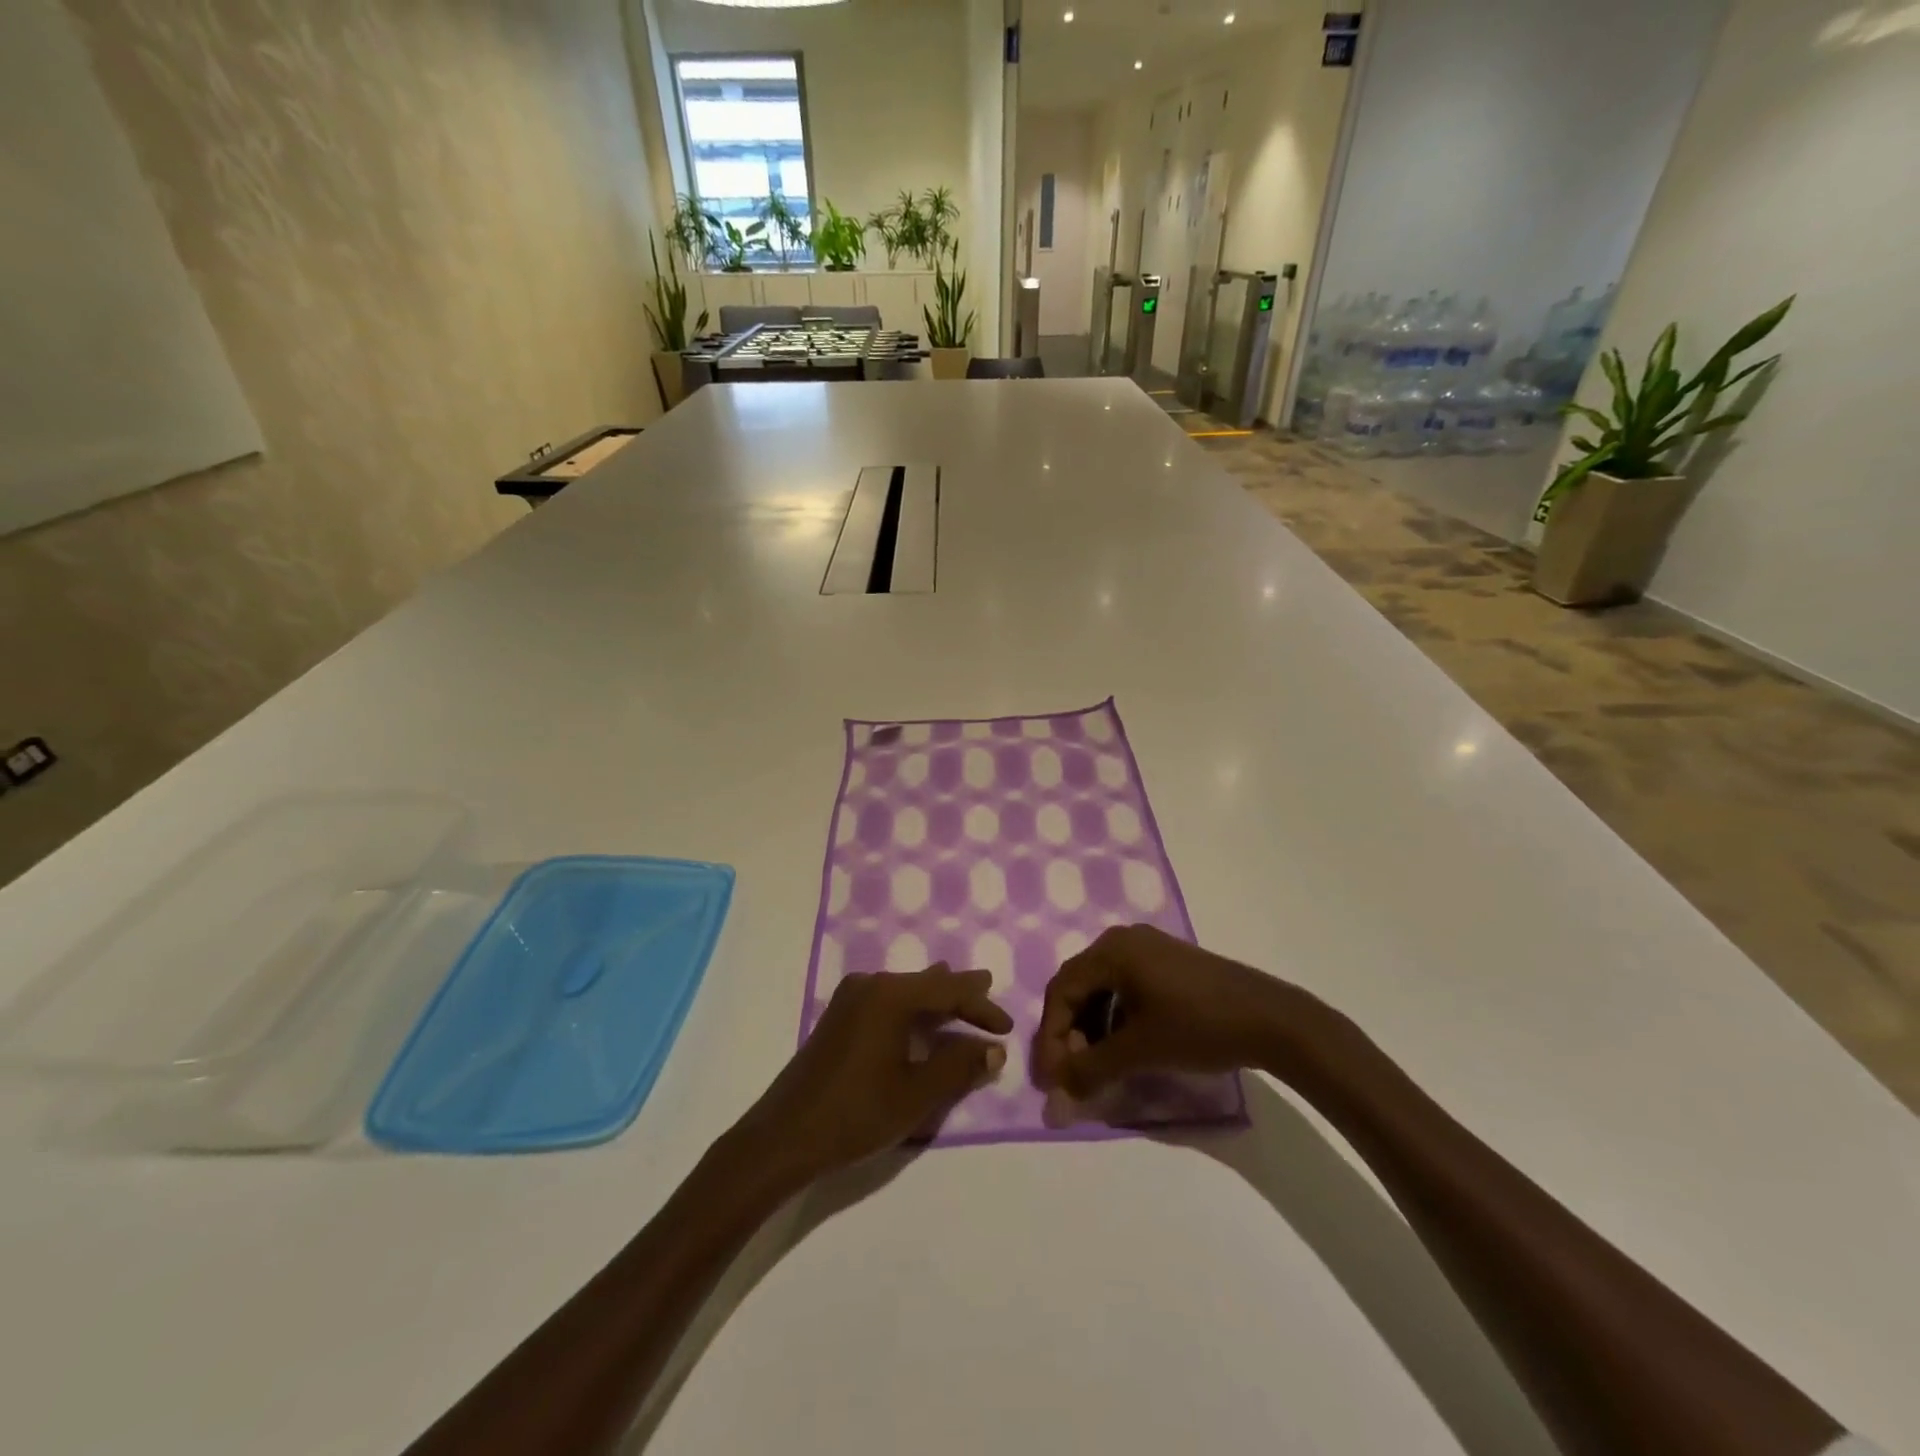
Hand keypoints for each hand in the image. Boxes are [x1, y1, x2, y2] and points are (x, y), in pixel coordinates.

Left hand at [731, 965, 1011, 1188]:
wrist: (784, 1136)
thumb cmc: (856, 1113)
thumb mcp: (917, 1094)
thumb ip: (959, 1066)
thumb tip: (993, 1048)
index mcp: (890, 995)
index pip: (949, 990)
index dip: (981, 1006)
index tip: (1007, 1027)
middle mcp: (870, 985)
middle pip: (926, 983)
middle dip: (959, 992)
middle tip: (988, 988)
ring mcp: (849, 999)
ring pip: (905, 990)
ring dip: (935, 999)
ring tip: (961, 996)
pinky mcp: (838, 1017)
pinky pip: (886, 1000)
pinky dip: (912, 1008)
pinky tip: (919, 1016)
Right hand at [1035, 925, 1319, 1097]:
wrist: (1271, 1019)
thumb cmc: (1198, 1026)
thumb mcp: (1139, 1051)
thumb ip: (1091, 1070)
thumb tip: (1056, 1094)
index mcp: (1110, 950)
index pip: (1061, 992)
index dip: (1050, 1037)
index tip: (1050, 1080)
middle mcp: (1123, 939)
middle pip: (1078, 986)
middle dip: (1069, 1033)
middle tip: (1070, 1073)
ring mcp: (1148, 948)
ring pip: (1102, 988)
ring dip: (1091, 1028)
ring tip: (1096, 1065)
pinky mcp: (1168, 962)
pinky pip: (1125, 986)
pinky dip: (1115, 1018)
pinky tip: (1123, 1046)